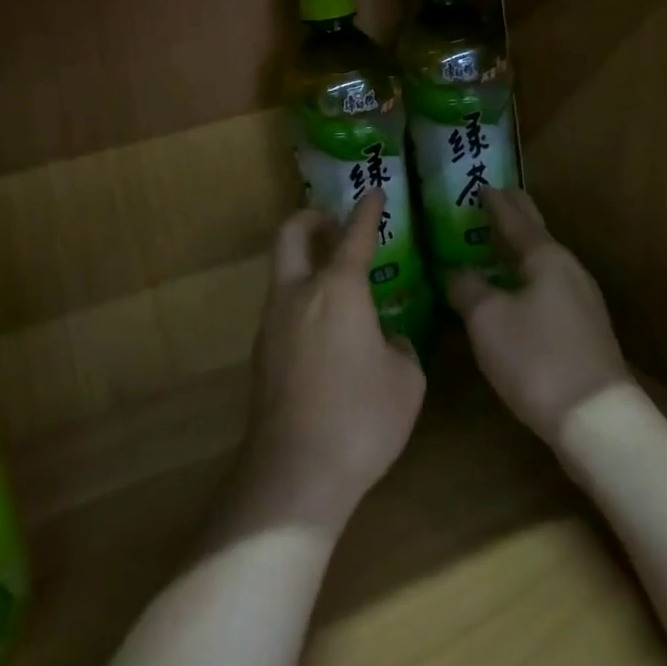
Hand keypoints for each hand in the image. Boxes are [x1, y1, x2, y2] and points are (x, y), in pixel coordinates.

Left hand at [223, 191, 425, 539]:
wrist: (296, 473)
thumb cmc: (361, 419)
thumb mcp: (406, 381)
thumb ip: (399, 348)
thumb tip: (386, 340)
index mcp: (338, 289)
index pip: (354, 236)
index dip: (366, 211)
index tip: (374, 193)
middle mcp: (298, 293)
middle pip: (291, 234)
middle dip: (311, 218)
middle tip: (332, 223)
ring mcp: (272, 322)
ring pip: (283, 272)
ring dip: (305, 262)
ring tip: (336, 283)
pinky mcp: (260, 353)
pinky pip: (282, 308)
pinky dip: (301, 299)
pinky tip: (325, 331)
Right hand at [449, 187, 629, 443]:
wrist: (596, 420)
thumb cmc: (536, 358)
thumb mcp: (486, 318)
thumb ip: (466, 286)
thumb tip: (456, 272)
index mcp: (545, 257)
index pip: (516, 218)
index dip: (496, 202)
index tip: (482, 185)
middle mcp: (568, 271)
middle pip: (536, 235)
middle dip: (515, 217)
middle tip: (495, 200)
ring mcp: (582, 302)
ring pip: (543, 263)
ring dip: (520, 250)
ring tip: (497, 244)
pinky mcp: (584, 332)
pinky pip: (548, 288)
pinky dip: (527, 278)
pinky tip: (515, 293)